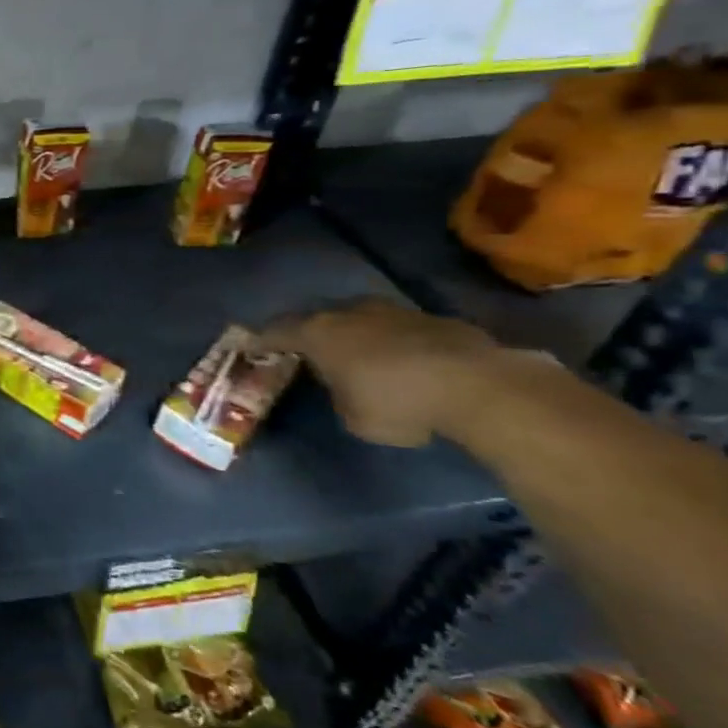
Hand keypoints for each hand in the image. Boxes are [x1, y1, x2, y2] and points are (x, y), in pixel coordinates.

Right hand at [251, 299, 504, 447]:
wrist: (478, 386)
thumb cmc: (398, 403)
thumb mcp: (352, 416)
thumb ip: (338, 394)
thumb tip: (345, 386)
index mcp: (318, 334)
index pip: (275, 332)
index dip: (260, 341)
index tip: (248, 347)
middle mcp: (349, 313)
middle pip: (318, 319)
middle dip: (309, 334)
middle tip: (303, 350)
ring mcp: (393, 311)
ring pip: (360, 320)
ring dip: (353, 335)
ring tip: (353, 355)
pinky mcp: (432, 319)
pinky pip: (397, 329)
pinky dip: (390, 343)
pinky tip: (400, 362)